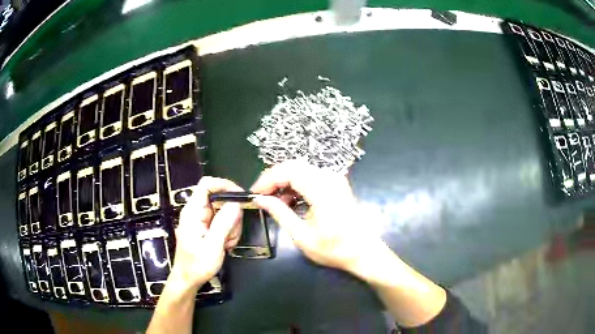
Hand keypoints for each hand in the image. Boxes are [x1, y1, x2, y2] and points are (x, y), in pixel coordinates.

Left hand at [171, 176, 243, 288]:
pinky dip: (228, 231)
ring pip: (224, 211)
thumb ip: (223, 223)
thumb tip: (235, 203)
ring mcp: (202, 219)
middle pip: (220, 198)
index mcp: (193, 211)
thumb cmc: (197, 265)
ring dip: (231, 226)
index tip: (240, 197)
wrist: (188, 279)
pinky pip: (223, 221)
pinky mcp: (206, 227)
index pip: (207, 184)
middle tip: (232, 233)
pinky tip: (225, 245)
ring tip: (227, 243)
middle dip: (231, 214)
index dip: (224, 185)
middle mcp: (196, 211)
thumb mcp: (212, 246)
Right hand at [251, 160, 380, 273]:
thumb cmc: (333, 249)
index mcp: (322, 191)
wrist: (363, 251)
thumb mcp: (301, 236)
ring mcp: (335, 178)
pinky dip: (296, 184)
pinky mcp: (336, 182)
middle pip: (294, 166)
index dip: (268, 179)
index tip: (254, 193)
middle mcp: (329, 178)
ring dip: (284, 181)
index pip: (289, 172)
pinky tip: (290, 200)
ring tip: (274, 201)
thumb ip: (280, 213)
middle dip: (273, 178)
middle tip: (261, 195)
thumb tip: (259, 199)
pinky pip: (310, 175)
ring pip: (301, 169)